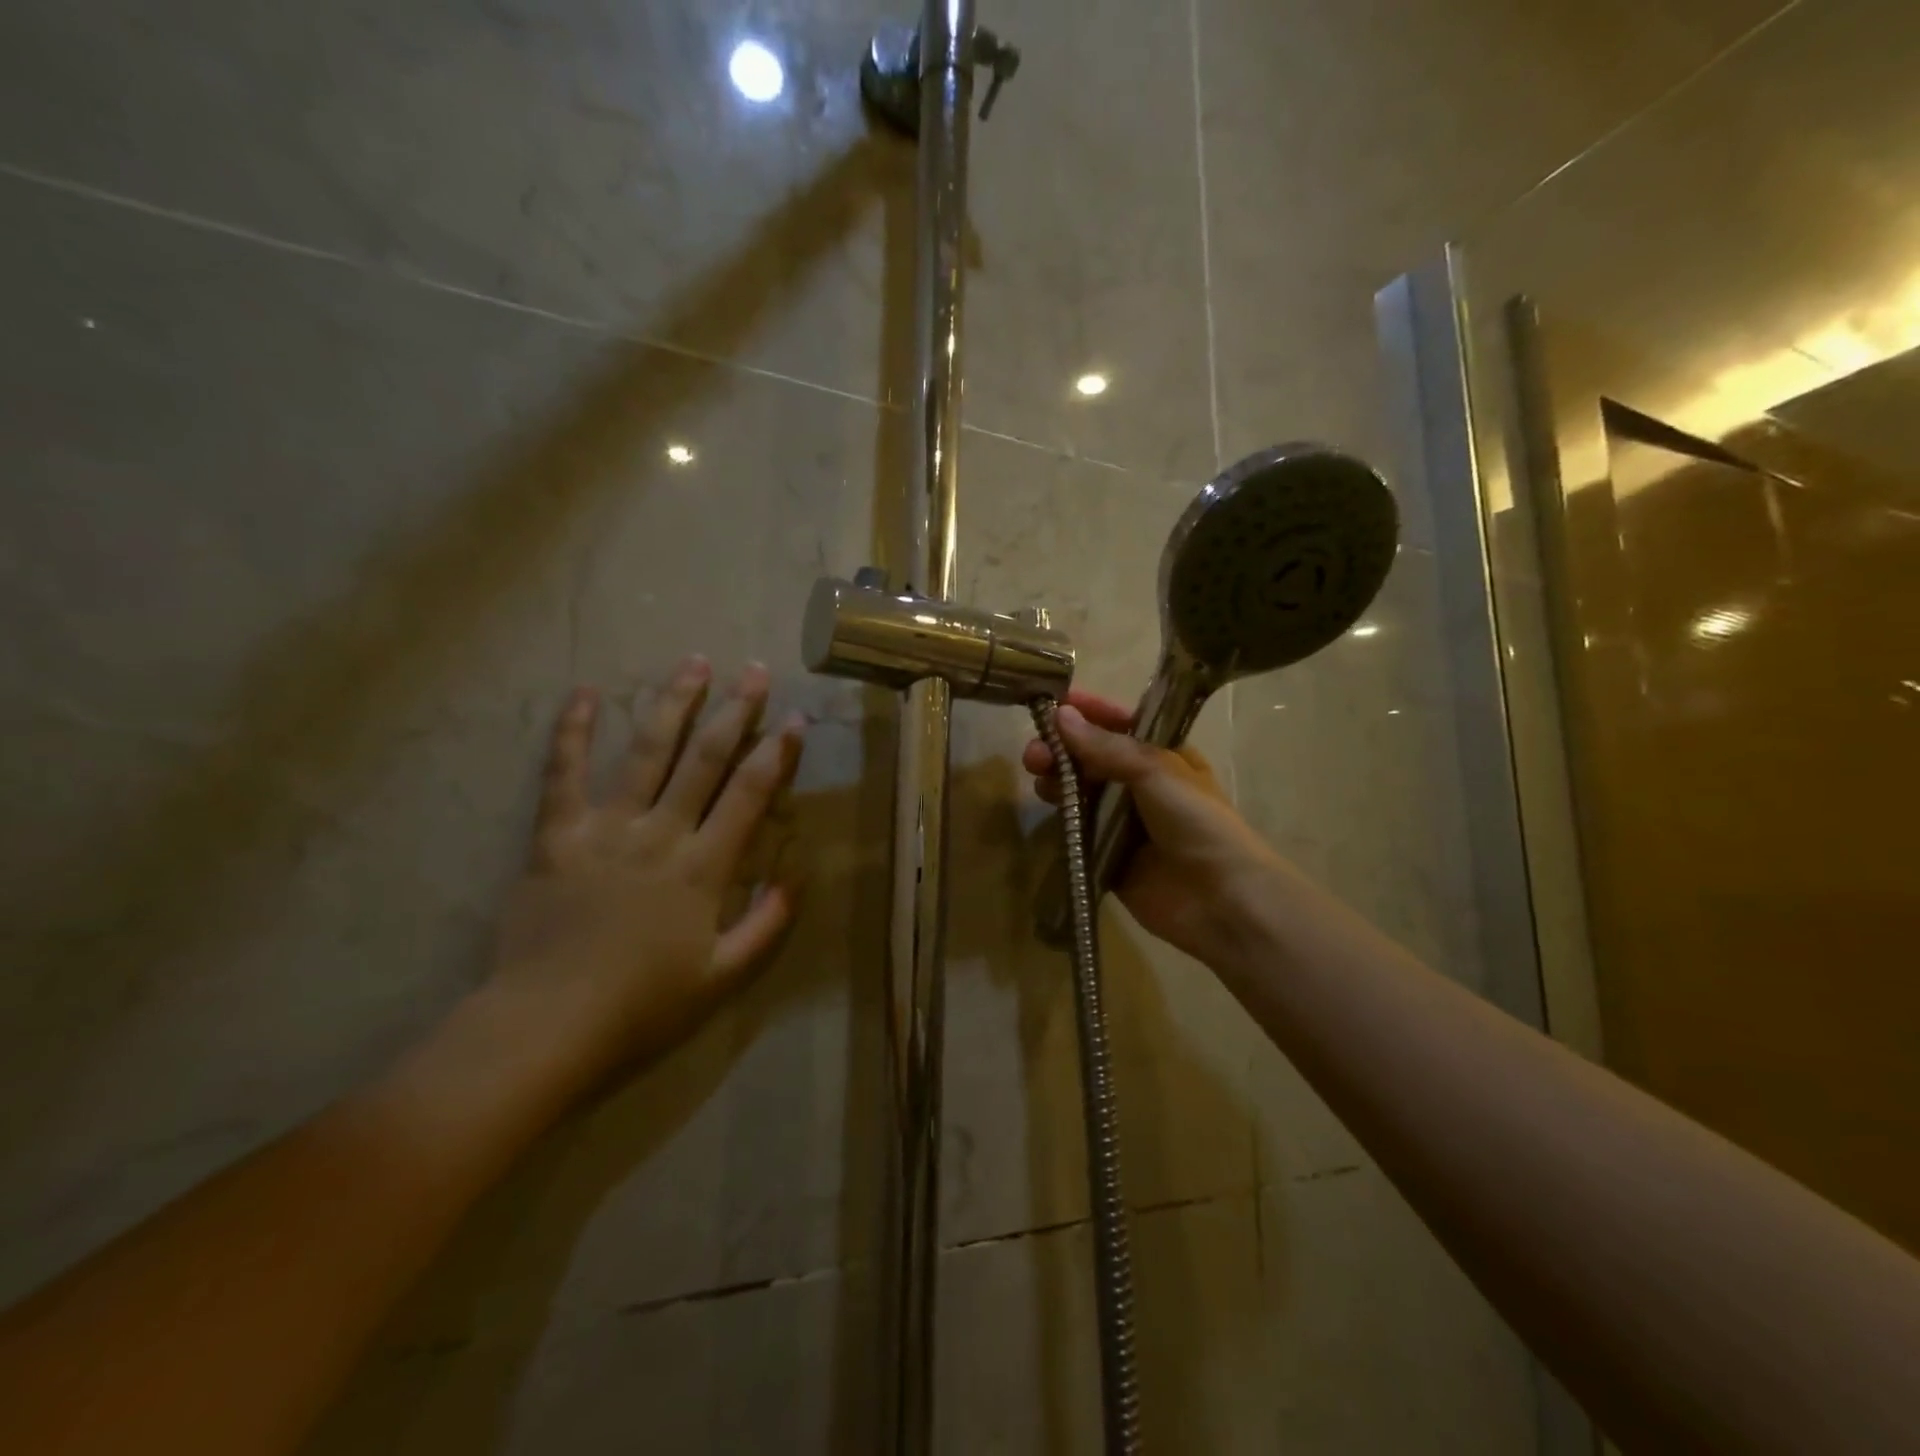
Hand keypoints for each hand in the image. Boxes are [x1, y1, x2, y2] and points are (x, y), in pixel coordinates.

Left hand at [488, 658, 803, 1083]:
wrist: (547, 1026)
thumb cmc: (642, 1005)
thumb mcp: (722, 976)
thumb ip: (767, 925)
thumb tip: (798, 876)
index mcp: (703, 867)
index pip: (750, 794)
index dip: (776, 753)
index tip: (794, 719)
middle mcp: (661, 834)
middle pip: (705, 759)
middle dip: (735, 711)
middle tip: (754, 671)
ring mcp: (606, 828)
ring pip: (646, 752)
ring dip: (673, 705)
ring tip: (693, 663)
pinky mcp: (557, 835)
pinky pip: (563, 774)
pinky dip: (573, 732)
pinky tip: (584, 694)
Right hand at [1022, 691, 1282, 966]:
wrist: (1220, 899)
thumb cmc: (1196, 821)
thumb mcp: (1155, 770)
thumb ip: (1105, 746)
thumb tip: (1060, 715)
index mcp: (1162, 756)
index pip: (1119, 724)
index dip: (1088, 712)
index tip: (1051, 702)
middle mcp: (1141, 785)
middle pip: (1092, 758)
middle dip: (1062, 750)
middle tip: (1035, 753)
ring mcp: (1124, 822)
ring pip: (1081, 792)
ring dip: (1058, 780)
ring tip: (1039, 779)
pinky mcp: (1108, 856)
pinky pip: (1078, 830)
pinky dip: (1061, 818)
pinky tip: (1047, 808)